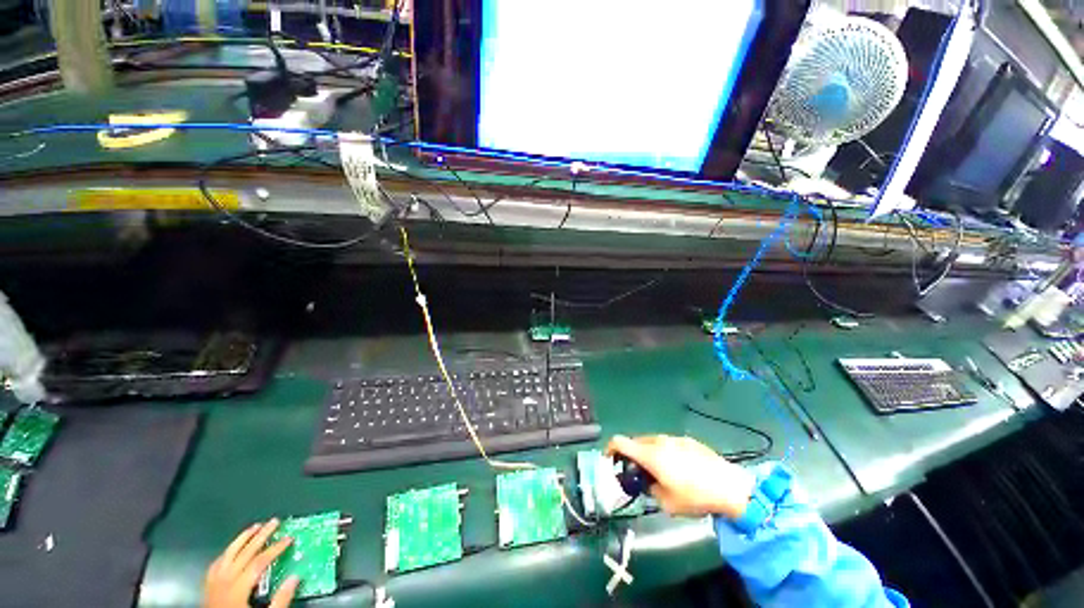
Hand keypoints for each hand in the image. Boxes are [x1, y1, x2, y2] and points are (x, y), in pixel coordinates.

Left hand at [204, 519, 298, 607]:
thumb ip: (280, 599)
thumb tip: (295, 577)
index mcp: (237, 589)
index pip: (258, 563)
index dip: (275, 549)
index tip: (289, 539)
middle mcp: (223, 582)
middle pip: (244, 554)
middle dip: (261, 536)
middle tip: (274, 522)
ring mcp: (213, 582)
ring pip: (228, 554)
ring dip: (243, 538)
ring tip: (255, 527)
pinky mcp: (207, 586)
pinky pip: (217, 563)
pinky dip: (228, 552)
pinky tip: (233, 548)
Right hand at [605, 435, 755, 518]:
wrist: (729, 487)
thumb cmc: (694, 496)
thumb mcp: (667, 503)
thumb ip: (651, 490)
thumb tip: (649, 483)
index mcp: (650, 454)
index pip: (620, 441)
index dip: (610, 448)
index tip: (609, 459)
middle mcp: (659, 441)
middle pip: (636, 442)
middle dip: (632, 455)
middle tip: (638, 472)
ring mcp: (674, 438)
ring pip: (652, 442)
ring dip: (649, 453)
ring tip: (660, 472)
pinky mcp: (688, 440)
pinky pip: (668, 443)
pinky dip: (665, 453)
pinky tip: (679, 468)